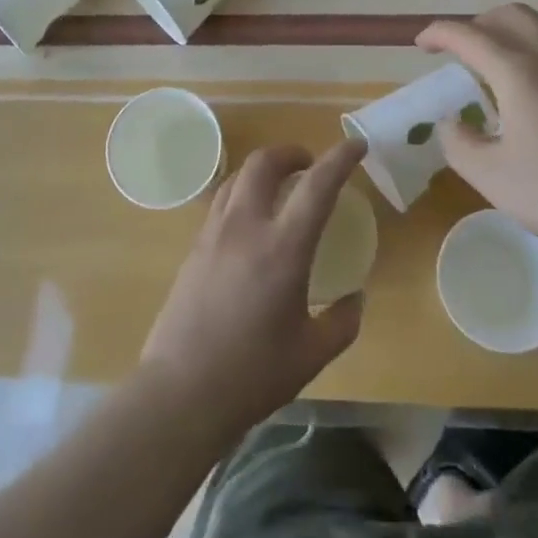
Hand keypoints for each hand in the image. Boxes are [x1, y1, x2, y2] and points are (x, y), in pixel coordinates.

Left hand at [139, 139, 365, 435]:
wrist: (180, 392)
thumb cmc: (252, 375)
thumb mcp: (311, 354)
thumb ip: (342, 322)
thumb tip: (355, 298)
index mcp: (282, 248)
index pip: (317, 186)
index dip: (340, 158)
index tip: (357, 145)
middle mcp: (246, 227)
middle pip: (264, 162)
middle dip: (291, 152)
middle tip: (309, 165)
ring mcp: (214, 233)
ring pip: (238, 177)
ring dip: (264, 170)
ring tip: (280, 187)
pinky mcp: (194, 247)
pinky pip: (221, 201)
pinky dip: (242, 192)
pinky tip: (250, 220)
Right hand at [418, 4, 537, 266]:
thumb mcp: (493, 178)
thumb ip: (460, 145)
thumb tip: (452, 123)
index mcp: (518, 72)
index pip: (469, 36)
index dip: (439, 34)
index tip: (421, 44)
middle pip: (510, 15)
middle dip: (478, 24)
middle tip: (461, 51)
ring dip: (512, 32)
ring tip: (499, 63)